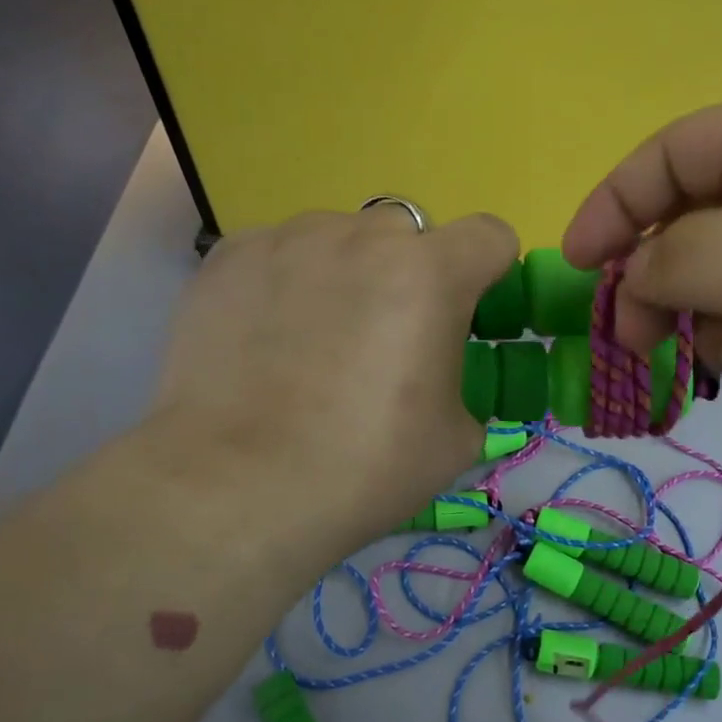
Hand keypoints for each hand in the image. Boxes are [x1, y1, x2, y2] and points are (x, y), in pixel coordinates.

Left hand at [137, 206, 516, 577]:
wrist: (234, 487)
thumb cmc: (362, 467)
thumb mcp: (454, 438)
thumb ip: (462, 381)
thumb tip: (436, 374)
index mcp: (430, 274)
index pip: (490, 235)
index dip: (490, 272)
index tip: (468, 315)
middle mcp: (362, 236)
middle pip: (410, 233)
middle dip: (412, 273)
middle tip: (387, 336)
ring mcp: (289, 238)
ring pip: (342, 237)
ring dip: (348, 272)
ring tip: (316, 339)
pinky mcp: (231, 256)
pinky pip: (282, 252)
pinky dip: (289, 281)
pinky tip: (266, 337)